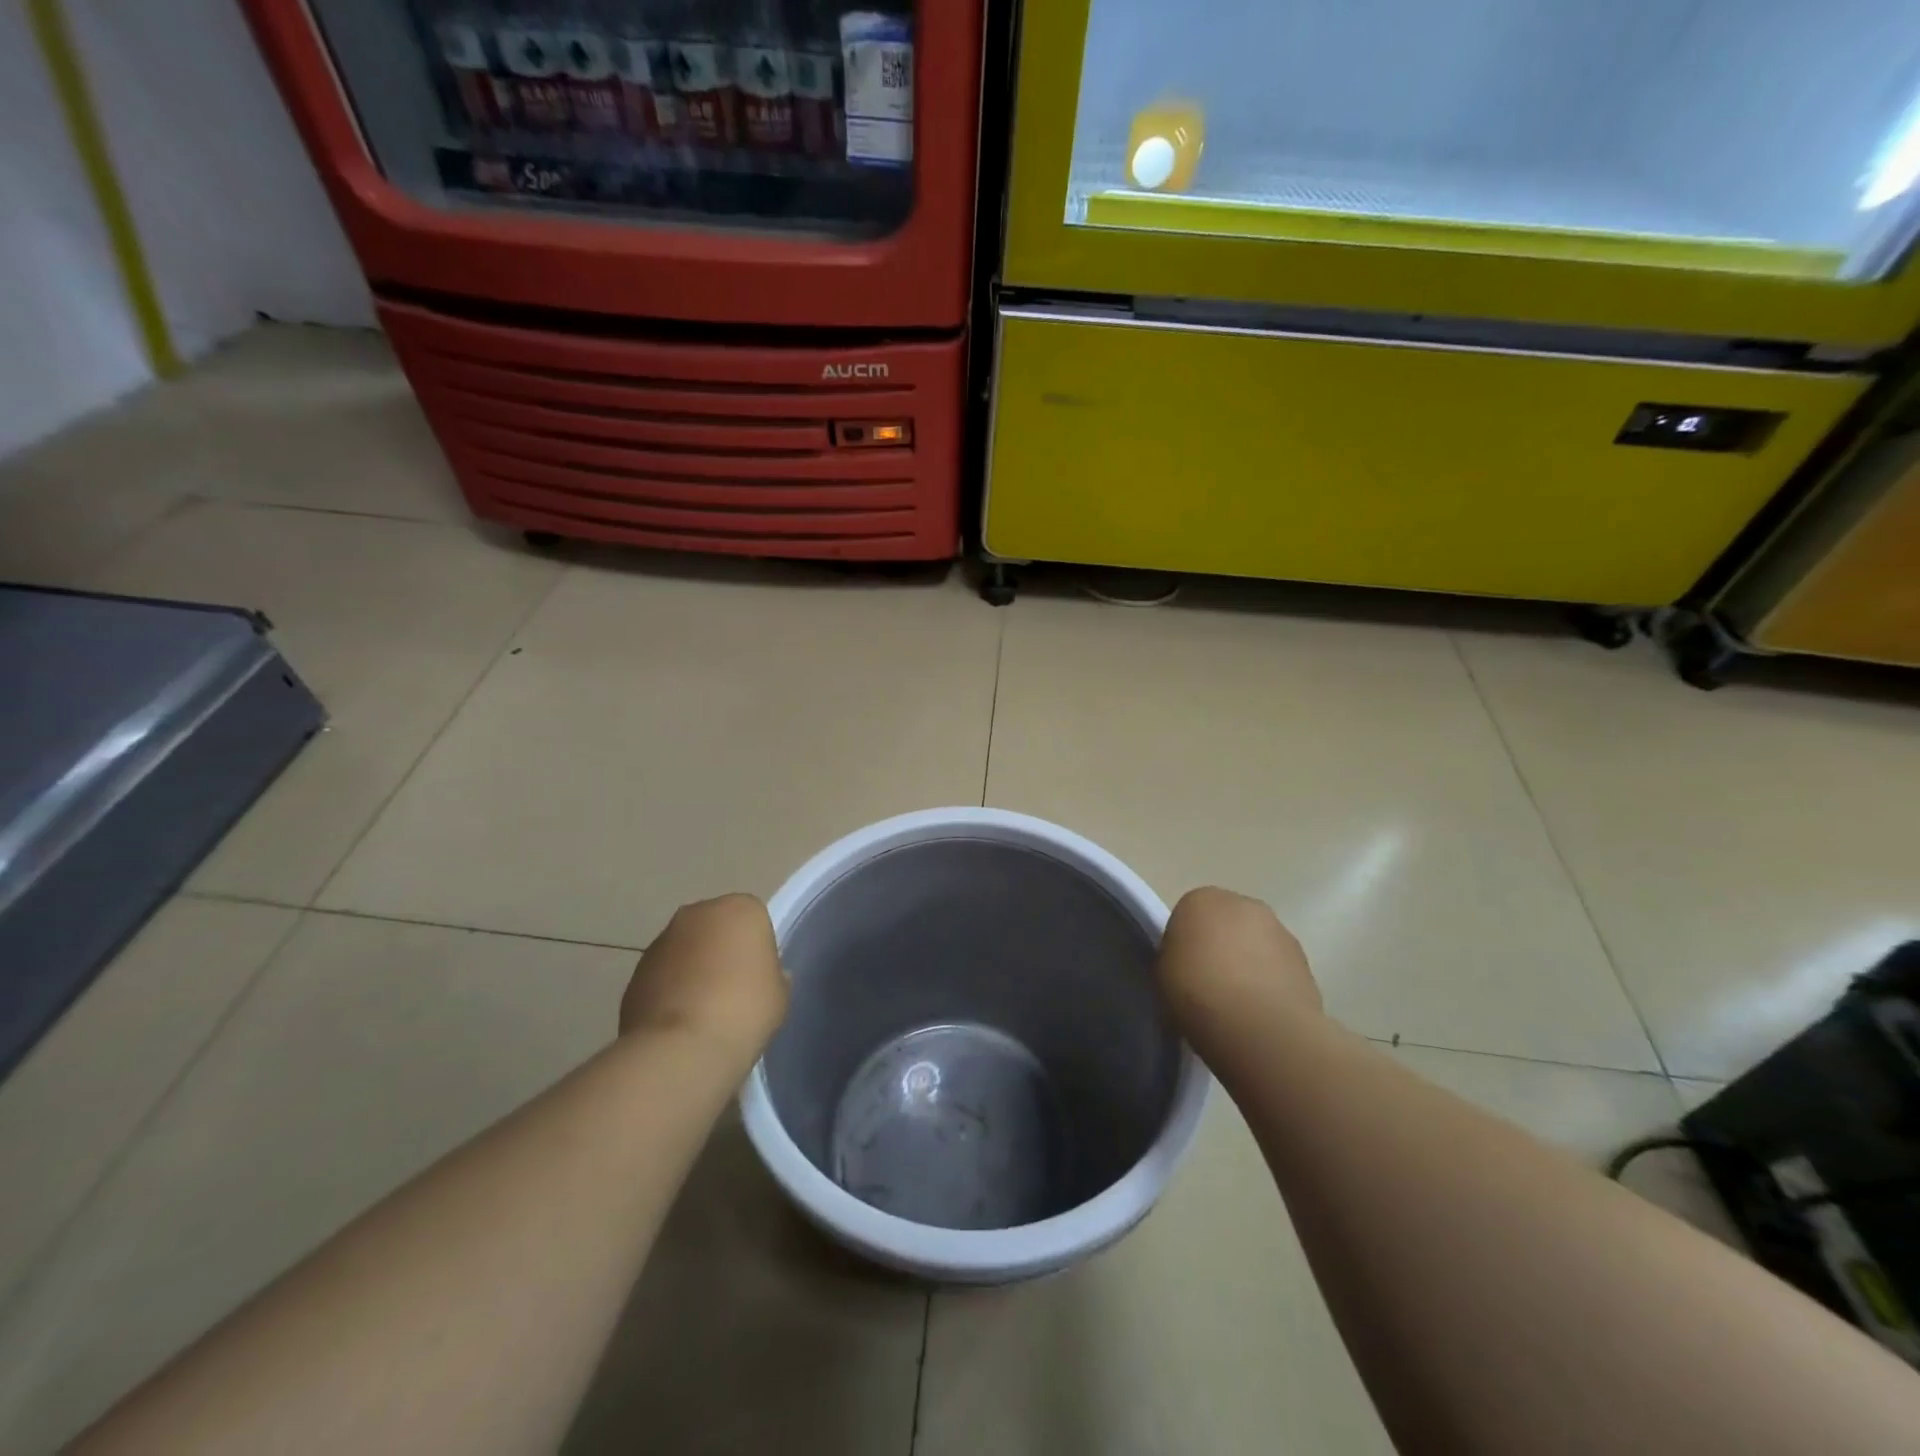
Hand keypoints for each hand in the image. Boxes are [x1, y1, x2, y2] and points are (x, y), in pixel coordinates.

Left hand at [619, 894, 788, 1057]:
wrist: (682, 1048)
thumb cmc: (745, 1010)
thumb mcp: (779, 994)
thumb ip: (772, 976)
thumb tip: (760, 977)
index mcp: (740, 909)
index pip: (754, 918)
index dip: (757, 947)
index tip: (758, 975)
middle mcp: (698, 913)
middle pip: (716, 926)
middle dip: (721, 949)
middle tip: (732, 988)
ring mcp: (662, 940)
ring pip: (686, 948)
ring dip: (692, 968)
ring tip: (702, 1010)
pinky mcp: (635, 970)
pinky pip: (663, 974)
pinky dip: (670, 989)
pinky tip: (679, 1021)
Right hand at [1155, 887, 1321, 1040]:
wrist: (1259, 1026)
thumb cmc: (1197, 991)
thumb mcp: (1162, 973)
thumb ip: (1175, 957)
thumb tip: (1188, 963)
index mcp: (1201, 899)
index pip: (1188, 915)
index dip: (1184, 945)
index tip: (1181, 972)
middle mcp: (1244, 904)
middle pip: (1226, 923)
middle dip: (1221, 947)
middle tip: (1209, 985)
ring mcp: (1280, 930)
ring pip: (1256, 944)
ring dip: (1249, 964)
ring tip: (1238, 1005)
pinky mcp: (1306, 961)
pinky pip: (1279, 969)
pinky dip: (1271, 984)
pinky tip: (1261, 1014)